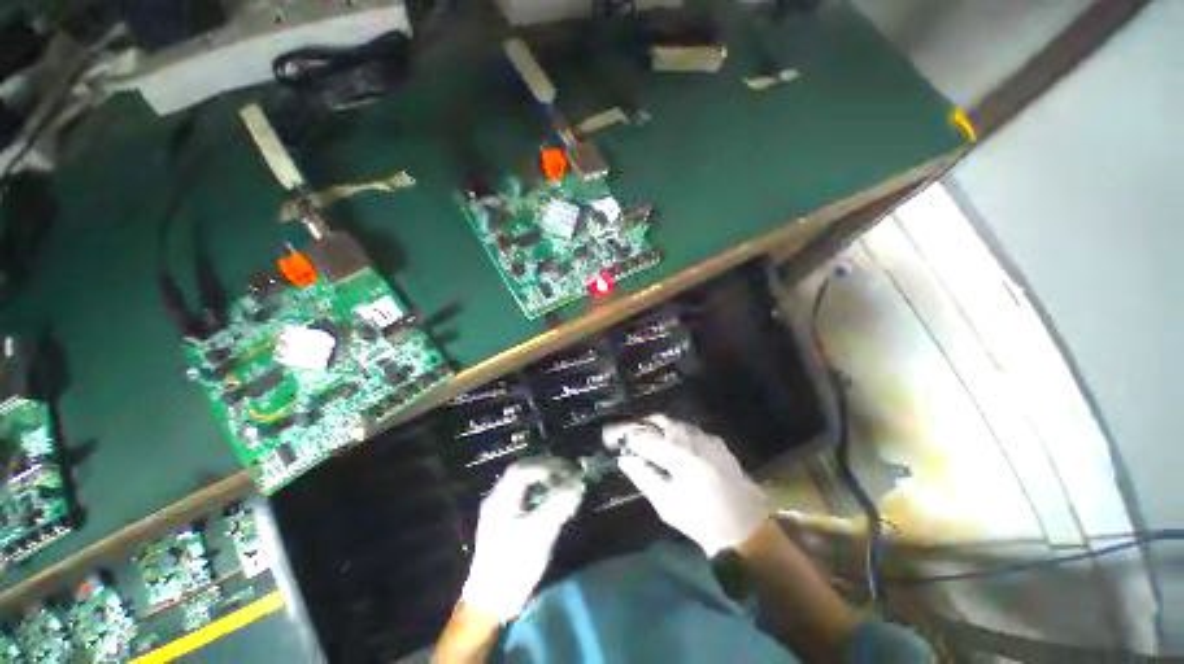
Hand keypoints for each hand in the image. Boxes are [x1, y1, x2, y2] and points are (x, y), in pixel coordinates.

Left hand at [460, 457, 584, 621]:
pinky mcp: (508, 519)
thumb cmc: (513, 565)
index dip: (547, 466)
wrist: (491, 601)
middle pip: (524, 470)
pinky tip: (556, 502)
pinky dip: (544, 492)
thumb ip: (558, 504)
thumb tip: (578, 483)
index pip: (523, 469)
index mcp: (501, 498)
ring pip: (526, 481)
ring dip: (547, 479)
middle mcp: (499, 497)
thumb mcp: (539, 534)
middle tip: (570, 474)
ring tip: (566, 486)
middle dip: (549, 469)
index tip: (568, 473)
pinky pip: (527, 495)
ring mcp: (503, 508)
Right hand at [603, 414, 766, 555]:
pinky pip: (691, 429)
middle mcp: (694, 439)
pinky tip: (673, 444)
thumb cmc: (702, 521)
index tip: (616, 439)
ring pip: (676, 422)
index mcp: (680, 456)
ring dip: (659, 427)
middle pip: (661, 420)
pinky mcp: (717, 442)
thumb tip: (624, 458)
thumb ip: (644, 476)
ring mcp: (708, 438)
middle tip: (631, 435)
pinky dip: (676, 432)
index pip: (645, 437)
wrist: (747, 529)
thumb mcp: (667, 504)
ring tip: (648, 439)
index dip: (628, 436)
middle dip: (643, 425)